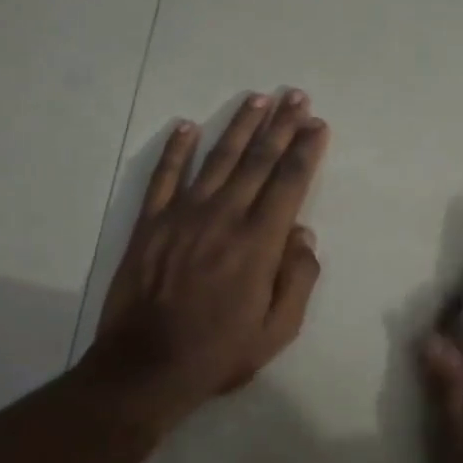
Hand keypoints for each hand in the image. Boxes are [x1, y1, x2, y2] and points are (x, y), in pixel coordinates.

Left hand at [85, 90, 328, 428]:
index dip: (306, 150)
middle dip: (280, 125)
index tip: (318, 124)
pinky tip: (186, 126)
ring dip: (239, 126)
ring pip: (216, 159)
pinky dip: (175, 150)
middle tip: (295, 95)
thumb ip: (298, 279)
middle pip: (257, 160)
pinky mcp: (149, 224)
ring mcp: (182, 216)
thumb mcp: (277, 330)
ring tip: (257, 99)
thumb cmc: (219, 353)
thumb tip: (303, 233)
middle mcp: (223, 217)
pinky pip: (163, 177)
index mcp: (258, 243)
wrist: (145, 367)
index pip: (289, 183)